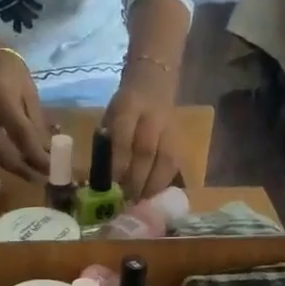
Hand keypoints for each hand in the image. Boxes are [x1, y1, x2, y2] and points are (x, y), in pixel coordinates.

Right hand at [0, 51, 49, 180]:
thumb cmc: (11, 73)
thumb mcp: (30, 93)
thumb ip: (38, 123)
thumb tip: (50, 152)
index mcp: (1, 99)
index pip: (21, 133)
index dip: (37, 154)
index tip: (52, 167)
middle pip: (1, 152)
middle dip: (22, 169)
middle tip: (40, 179)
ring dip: (14, 169)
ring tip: (33, 176)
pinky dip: (6, 162)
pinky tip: (21, 166)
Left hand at [101, 71, 180, 198]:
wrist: (154, 83)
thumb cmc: (125, 108)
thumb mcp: (110, 117)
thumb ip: (107, 144)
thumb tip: (102, 180)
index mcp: (128, 107)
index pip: (123, 138)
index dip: (118, 164)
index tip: (111, 185)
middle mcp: (152, 117)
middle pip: (146, 152)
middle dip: (134, 180)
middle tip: (125, 200)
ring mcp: (171, 129)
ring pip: (165, 161)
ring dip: (151, 186)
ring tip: (140, 202)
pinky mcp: (181, 140)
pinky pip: (176, 165)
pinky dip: (164, 183)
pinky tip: (154, 195)